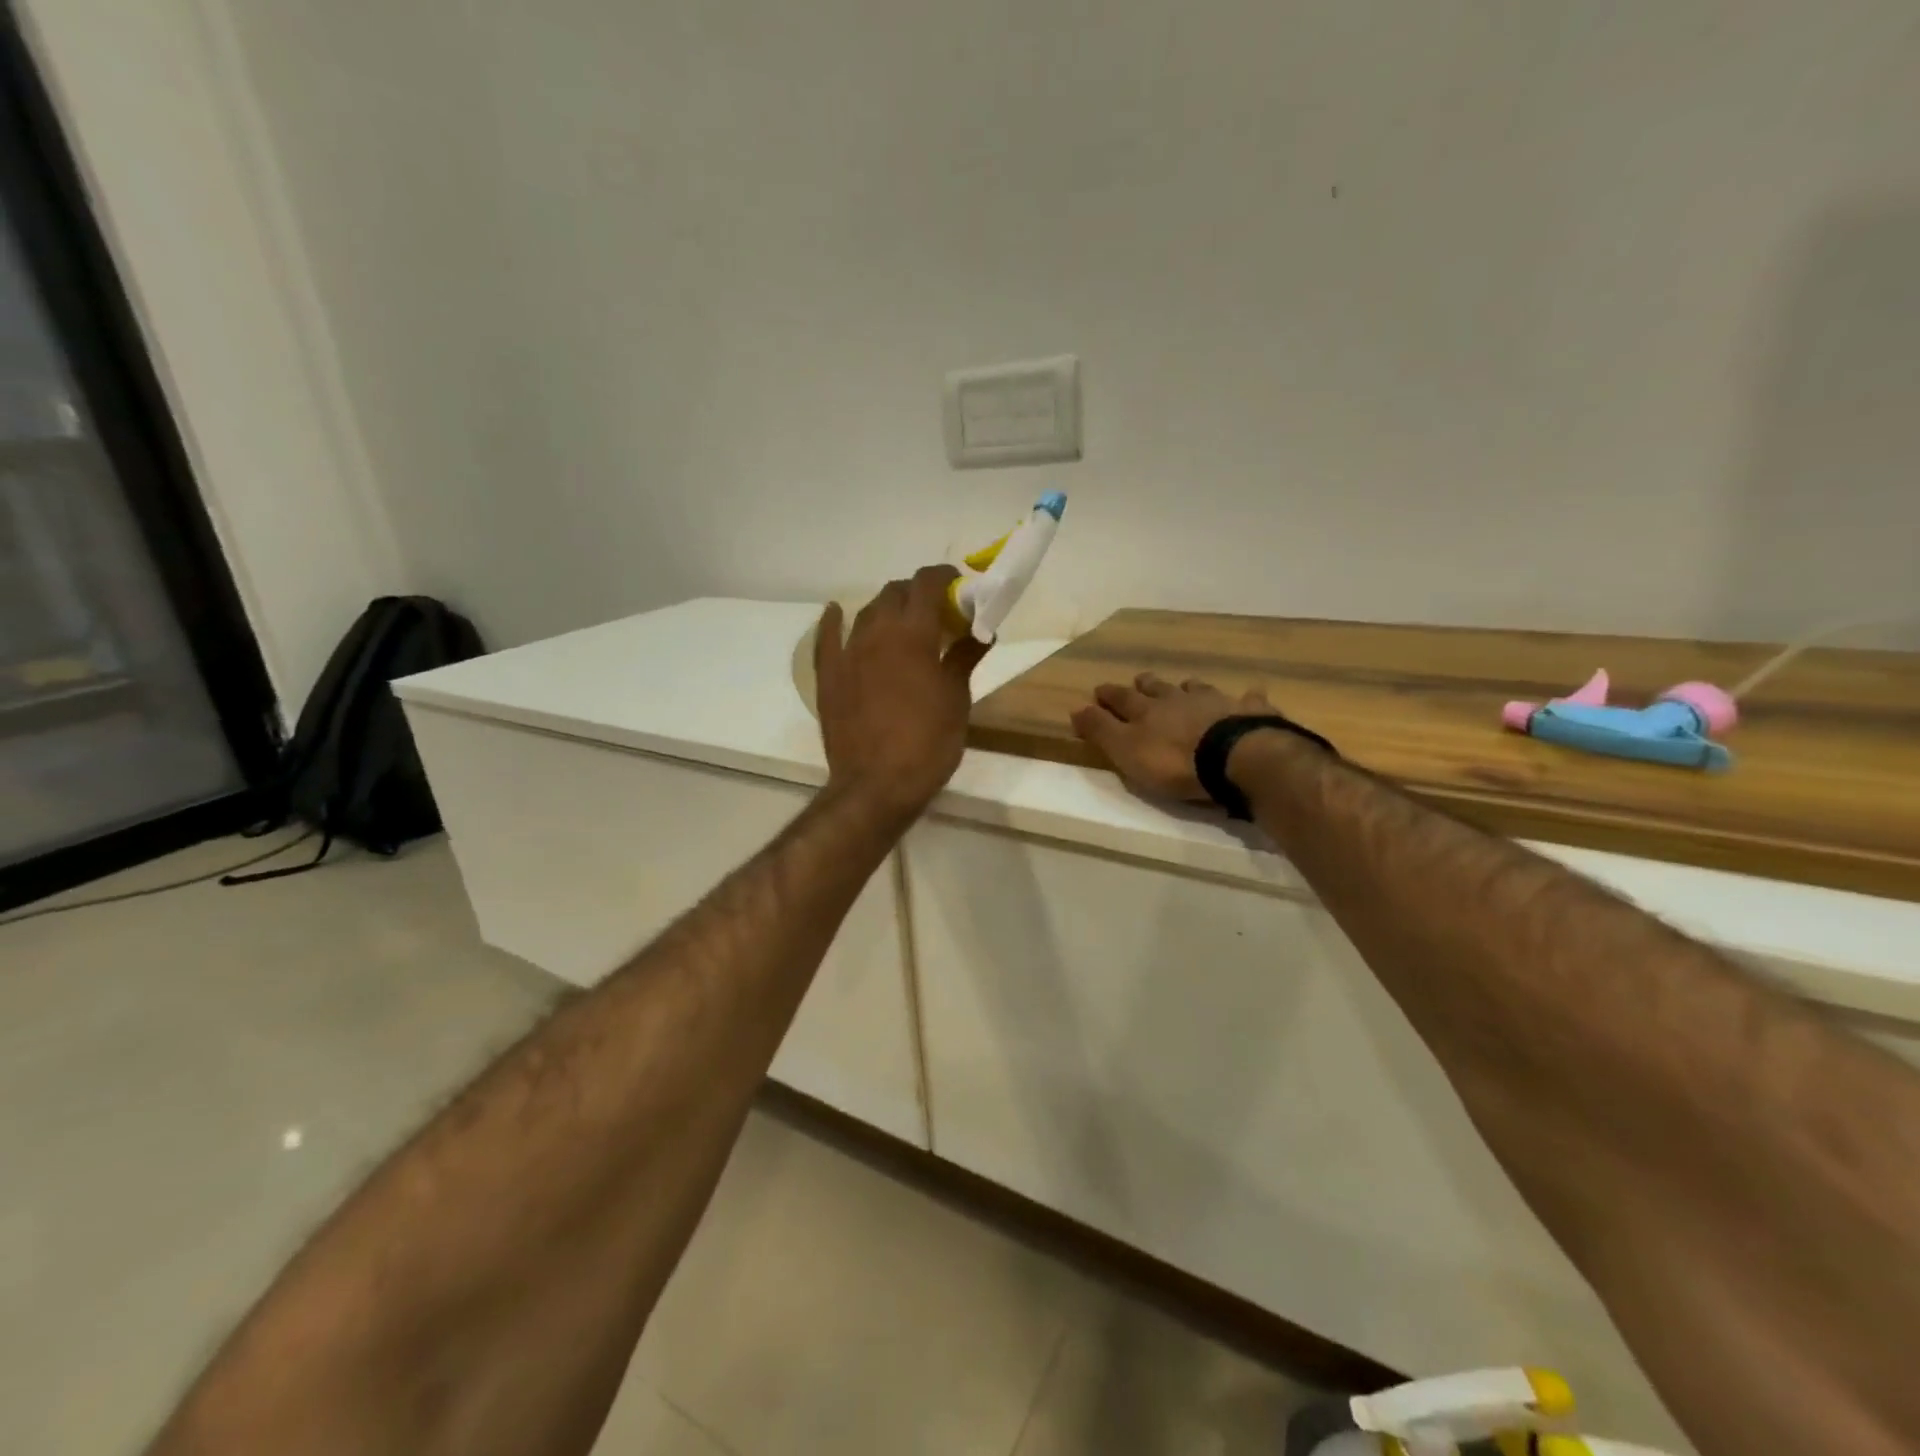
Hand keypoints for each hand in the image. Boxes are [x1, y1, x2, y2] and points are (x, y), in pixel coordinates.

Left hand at [815, 566, 990, 819]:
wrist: (876, 785)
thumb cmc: (928, 743)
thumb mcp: (956, 699)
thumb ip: (965, 657)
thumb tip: (983, 631)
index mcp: (913, 634)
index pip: (927, 584)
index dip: (944, 577)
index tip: (958, 585)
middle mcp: (877, 633)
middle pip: (894, 593)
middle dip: (916, 593)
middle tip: (935, 613)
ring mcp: (847, 653)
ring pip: (866, 612)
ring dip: (886, 609)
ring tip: (901, 623)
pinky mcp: (828, 676)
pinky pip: (826, 638)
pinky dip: (833, 621)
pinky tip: (836, 612)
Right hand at [1071, 674, 1275, 800]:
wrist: (1235, 758)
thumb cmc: (1173, 761)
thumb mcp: (1126, 750)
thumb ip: (1101, 730)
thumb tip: (1074, 707)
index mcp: (1147, 711)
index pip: (1122, 699)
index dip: (1109, 696)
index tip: (1098, 690)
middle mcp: (1179, 700)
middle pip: (1159, 688)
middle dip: (1147, 684)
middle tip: (1140, 678)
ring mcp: (1217, 702)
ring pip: (1198, 689)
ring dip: (1189, 687)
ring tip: (1186, 684)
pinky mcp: (1249, 713)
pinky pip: (1247, 700)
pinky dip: (1246, 698)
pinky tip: (1251, 694)